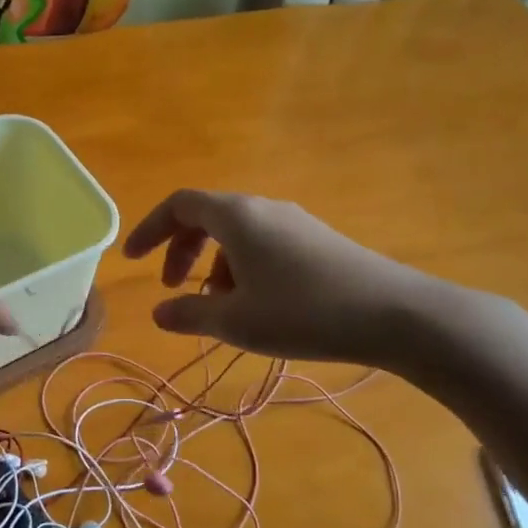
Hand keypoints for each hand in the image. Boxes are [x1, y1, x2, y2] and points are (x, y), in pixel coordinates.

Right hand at [123, 189, 456, 367]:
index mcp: (236, 216)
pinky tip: (258, 306)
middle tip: (173, 288)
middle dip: (181, 251)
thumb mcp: (236, 321)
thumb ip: (189, 314)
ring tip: (220, 309)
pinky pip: (264, 244)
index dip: (149, 229)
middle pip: (207, 217)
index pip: (179, 206)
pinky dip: (243, 268)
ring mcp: (295, 222)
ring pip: (237, 234)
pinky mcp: (318, 240)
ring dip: (214, 266)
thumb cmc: (304, 313)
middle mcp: (263, 208)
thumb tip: (158, 313)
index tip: (131, 260)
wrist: (396, 315)